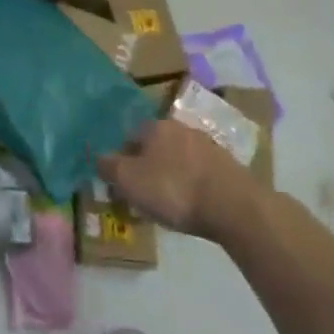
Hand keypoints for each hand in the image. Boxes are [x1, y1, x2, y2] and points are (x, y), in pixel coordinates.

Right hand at [98, 119, 254, 241]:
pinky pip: (200, 174)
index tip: (121, 182)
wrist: (235, 207)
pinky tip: (193, 205)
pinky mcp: (230, 167)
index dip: (122, 159)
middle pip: (155, 146)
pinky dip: (193, 186)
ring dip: (172, 176)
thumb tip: (98, 157)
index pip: (129, 136)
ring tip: (169, 204)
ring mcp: (209, 146)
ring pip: (179, 159)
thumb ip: (108, 166)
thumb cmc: (174, 189)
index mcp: (155, 126)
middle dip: (148, 166)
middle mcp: (182, 128)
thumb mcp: (128, 180)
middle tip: (143, 193)